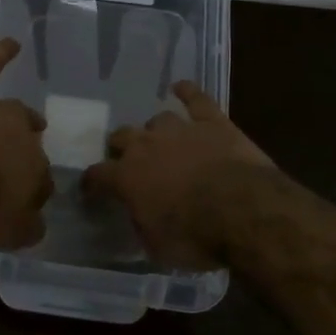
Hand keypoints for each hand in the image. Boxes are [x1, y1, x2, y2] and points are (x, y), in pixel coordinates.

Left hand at [0, 37, 52, 249]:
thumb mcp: (6, 233)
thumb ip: (26, 228)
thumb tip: (35, 223)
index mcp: (35, 171)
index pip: (40, 183)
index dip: (31, 196)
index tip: (22, 206)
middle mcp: (21, 136)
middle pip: (29, 146)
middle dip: (27, 156)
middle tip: (19, 169)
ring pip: (14, 111)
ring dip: (22, 119)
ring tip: (33, 120)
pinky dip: (0, 55)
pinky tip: (12, 43)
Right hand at [82, 82, 273, 269]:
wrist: (244, 211)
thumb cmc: (195, 236)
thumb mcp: (157, 247)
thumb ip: (142, 226)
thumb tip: (139, 218)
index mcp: (126, 177)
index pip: (97, 175)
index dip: (92, 183)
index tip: (91, 190)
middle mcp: (146, 146)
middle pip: (122, 137)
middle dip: (122, 149)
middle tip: (129, 162)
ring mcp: (179, 129)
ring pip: (157, 120)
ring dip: (156, 131)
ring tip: (162, 141)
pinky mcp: (213, 122)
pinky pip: (196, 99)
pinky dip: (187, 92)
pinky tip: (181, 88)